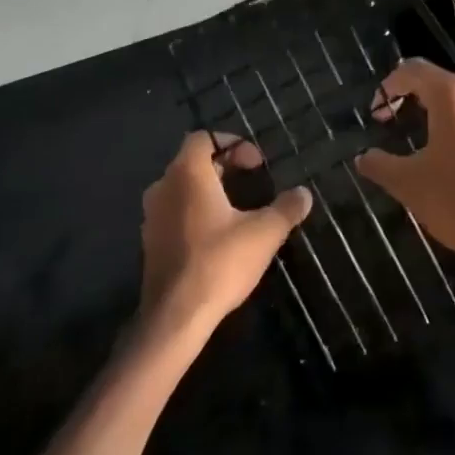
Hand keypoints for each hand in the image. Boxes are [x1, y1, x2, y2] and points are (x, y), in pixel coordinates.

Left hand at [139, 133, 311, 332]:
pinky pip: (174, 212)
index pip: (203, 138)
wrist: (175, 316)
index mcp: (188, 174)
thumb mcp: (264, 233)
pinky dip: (195, 212)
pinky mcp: (150, 241)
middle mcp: (164, 186)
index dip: (231, 143)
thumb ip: (286, 208)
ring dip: (208, 190)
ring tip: (237, 207)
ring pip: (181, 188)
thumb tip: (304, 193)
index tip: (256, 163)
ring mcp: (152, 215)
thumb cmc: (219, 262)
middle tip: (252, 181)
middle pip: (192, 161)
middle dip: (223, 166)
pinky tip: (217, 235)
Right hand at [355, 59, 454, 282]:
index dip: (390, 86)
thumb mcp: (406, 183)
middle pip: (441, 84)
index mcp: (453, 97)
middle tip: (394, 123)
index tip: (377, 112)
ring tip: (425, 141)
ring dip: (442, 115)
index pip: (414, 70)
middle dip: (414, 98)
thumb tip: (364, 158)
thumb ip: (379, 164)